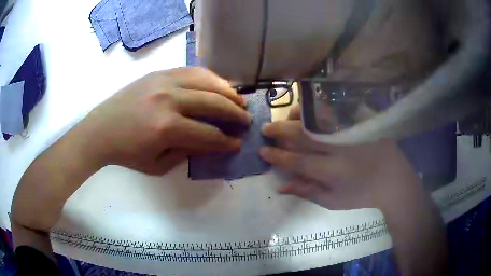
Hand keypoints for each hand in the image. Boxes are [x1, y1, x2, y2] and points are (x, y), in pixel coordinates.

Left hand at [80, 67, 251, 174]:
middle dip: (235, 114)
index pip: (208, 134)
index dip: (226, 141)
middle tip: (247, 120)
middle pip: (213, 103)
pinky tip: (218, 84)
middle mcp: (169, 99)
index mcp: (167, 128)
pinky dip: (210, 77)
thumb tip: (210, 142)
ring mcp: (164, 81)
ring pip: (207, 81)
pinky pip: (192, 70)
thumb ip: (187, 153)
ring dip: (228, 91)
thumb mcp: (158, 165)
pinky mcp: (159, 72)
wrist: (101, 129)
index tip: (238, 143)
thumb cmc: (127, 153)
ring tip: (239, 100)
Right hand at [260, 106, 420, 210]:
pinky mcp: (360, 121)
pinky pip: (334, 110)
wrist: (393, 179)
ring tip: (285, 119)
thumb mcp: (333, 201)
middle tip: (265, 129)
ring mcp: (350, 131)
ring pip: (317, 118)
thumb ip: (307, 192)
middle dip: (280, 132)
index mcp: (333, 171)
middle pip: (303, 136)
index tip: (263, 151)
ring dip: (296, 117)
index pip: (297, 161)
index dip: (277, 156)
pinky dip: (317, 109)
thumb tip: (280, 185)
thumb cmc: (362, 194)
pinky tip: (308, 111)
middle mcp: (339, 148)